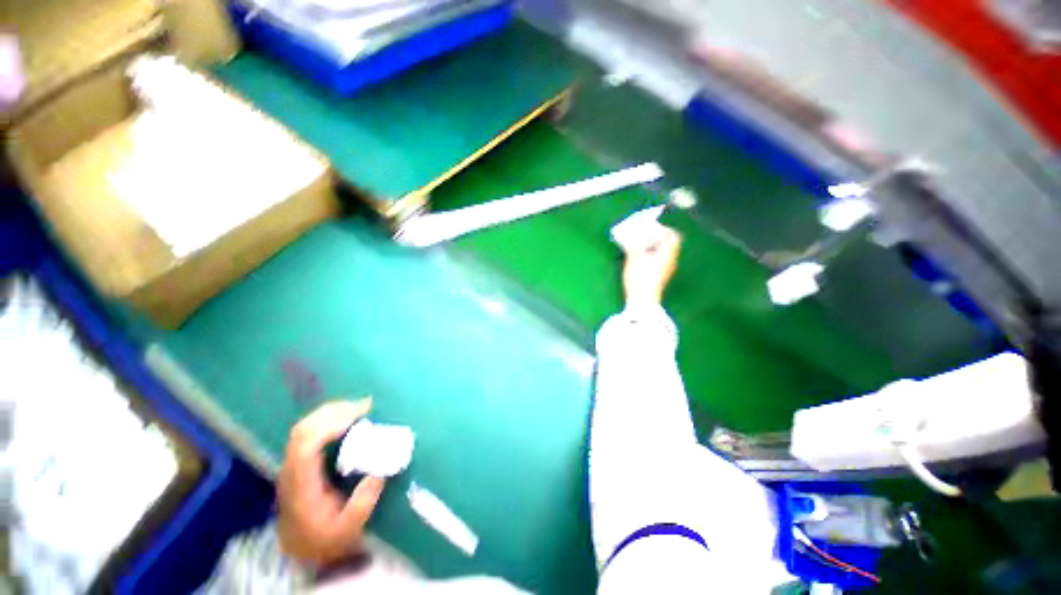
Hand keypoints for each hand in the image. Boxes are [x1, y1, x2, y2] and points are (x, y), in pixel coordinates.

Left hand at [277, 400, 386, 567]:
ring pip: (304, 427)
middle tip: (365, 406)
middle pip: (303, 429)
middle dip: (334, 412)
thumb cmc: (326, 538)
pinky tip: (348, 417)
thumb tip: (380, 471)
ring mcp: (293, 464)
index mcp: (301, 486)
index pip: (306, 446)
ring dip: (332, 412)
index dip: (330, 426)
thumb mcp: (348, 529)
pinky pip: (310, 431)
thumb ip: (363, 503)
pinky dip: (329, 418)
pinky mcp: (299, 461)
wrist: (302, 548)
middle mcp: (292, 470)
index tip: (359, 416)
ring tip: (360, 408)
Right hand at [621, 225, 681, 305]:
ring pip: (663, 253)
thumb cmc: (640, 277)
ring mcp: (666, 270)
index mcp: (668, 253)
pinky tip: (639, 259)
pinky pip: (658, 261)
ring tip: (638, 247)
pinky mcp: (660, 277)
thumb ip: (634, 244)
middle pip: (668, 244)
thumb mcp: (634, 257)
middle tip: (643, 237)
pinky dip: (650, 256)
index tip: (650, 229)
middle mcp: (670, 260)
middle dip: (656, 238)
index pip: (673, 235)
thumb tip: (633, 237)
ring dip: (652, 247)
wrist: (642, 300)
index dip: (663, 229)